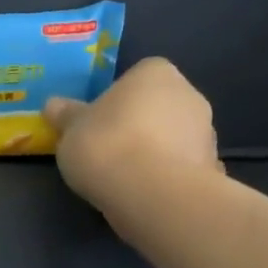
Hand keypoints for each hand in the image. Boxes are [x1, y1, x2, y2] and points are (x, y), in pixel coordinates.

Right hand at [44, 58, 222, 221]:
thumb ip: (66, 115)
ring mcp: (206, 132)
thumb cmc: (106, 145)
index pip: (138, 76)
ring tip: (125, 176)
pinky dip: (168, 176)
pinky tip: (147, 194)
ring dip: (155, 151)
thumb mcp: (71, 129)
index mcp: (155, 73)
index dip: (117, 98)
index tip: (98, 120)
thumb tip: (54, 105)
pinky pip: (183, 167)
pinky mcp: (213, 168)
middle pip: (158, 105)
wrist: (152, 194)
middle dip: (138, 123)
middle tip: (108, 148)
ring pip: (173, 137)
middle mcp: (188, 94)